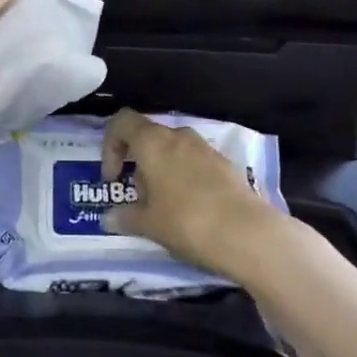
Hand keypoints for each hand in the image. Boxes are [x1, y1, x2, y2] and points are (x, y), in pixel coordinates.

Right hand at [100, 109, 281, 281]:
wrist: (248, 233)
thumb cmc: (187, 222)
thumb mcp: (149, 224)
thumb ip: (126, 217)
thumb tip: (108, 218)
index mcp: (153, 142)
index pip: (122, 122)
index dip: (110, 145)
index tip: (113, 178)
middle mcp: (178, 136)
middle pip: (147, 137)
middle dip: (137, 164)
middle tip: (139, 199)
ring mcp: (204, 148)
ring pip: (172, 150)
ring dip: (161, 172)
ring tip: (164, 208)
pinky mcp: (224, 163)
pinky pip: (193, 162)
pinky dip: (183, 177)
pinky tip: (190, 209)